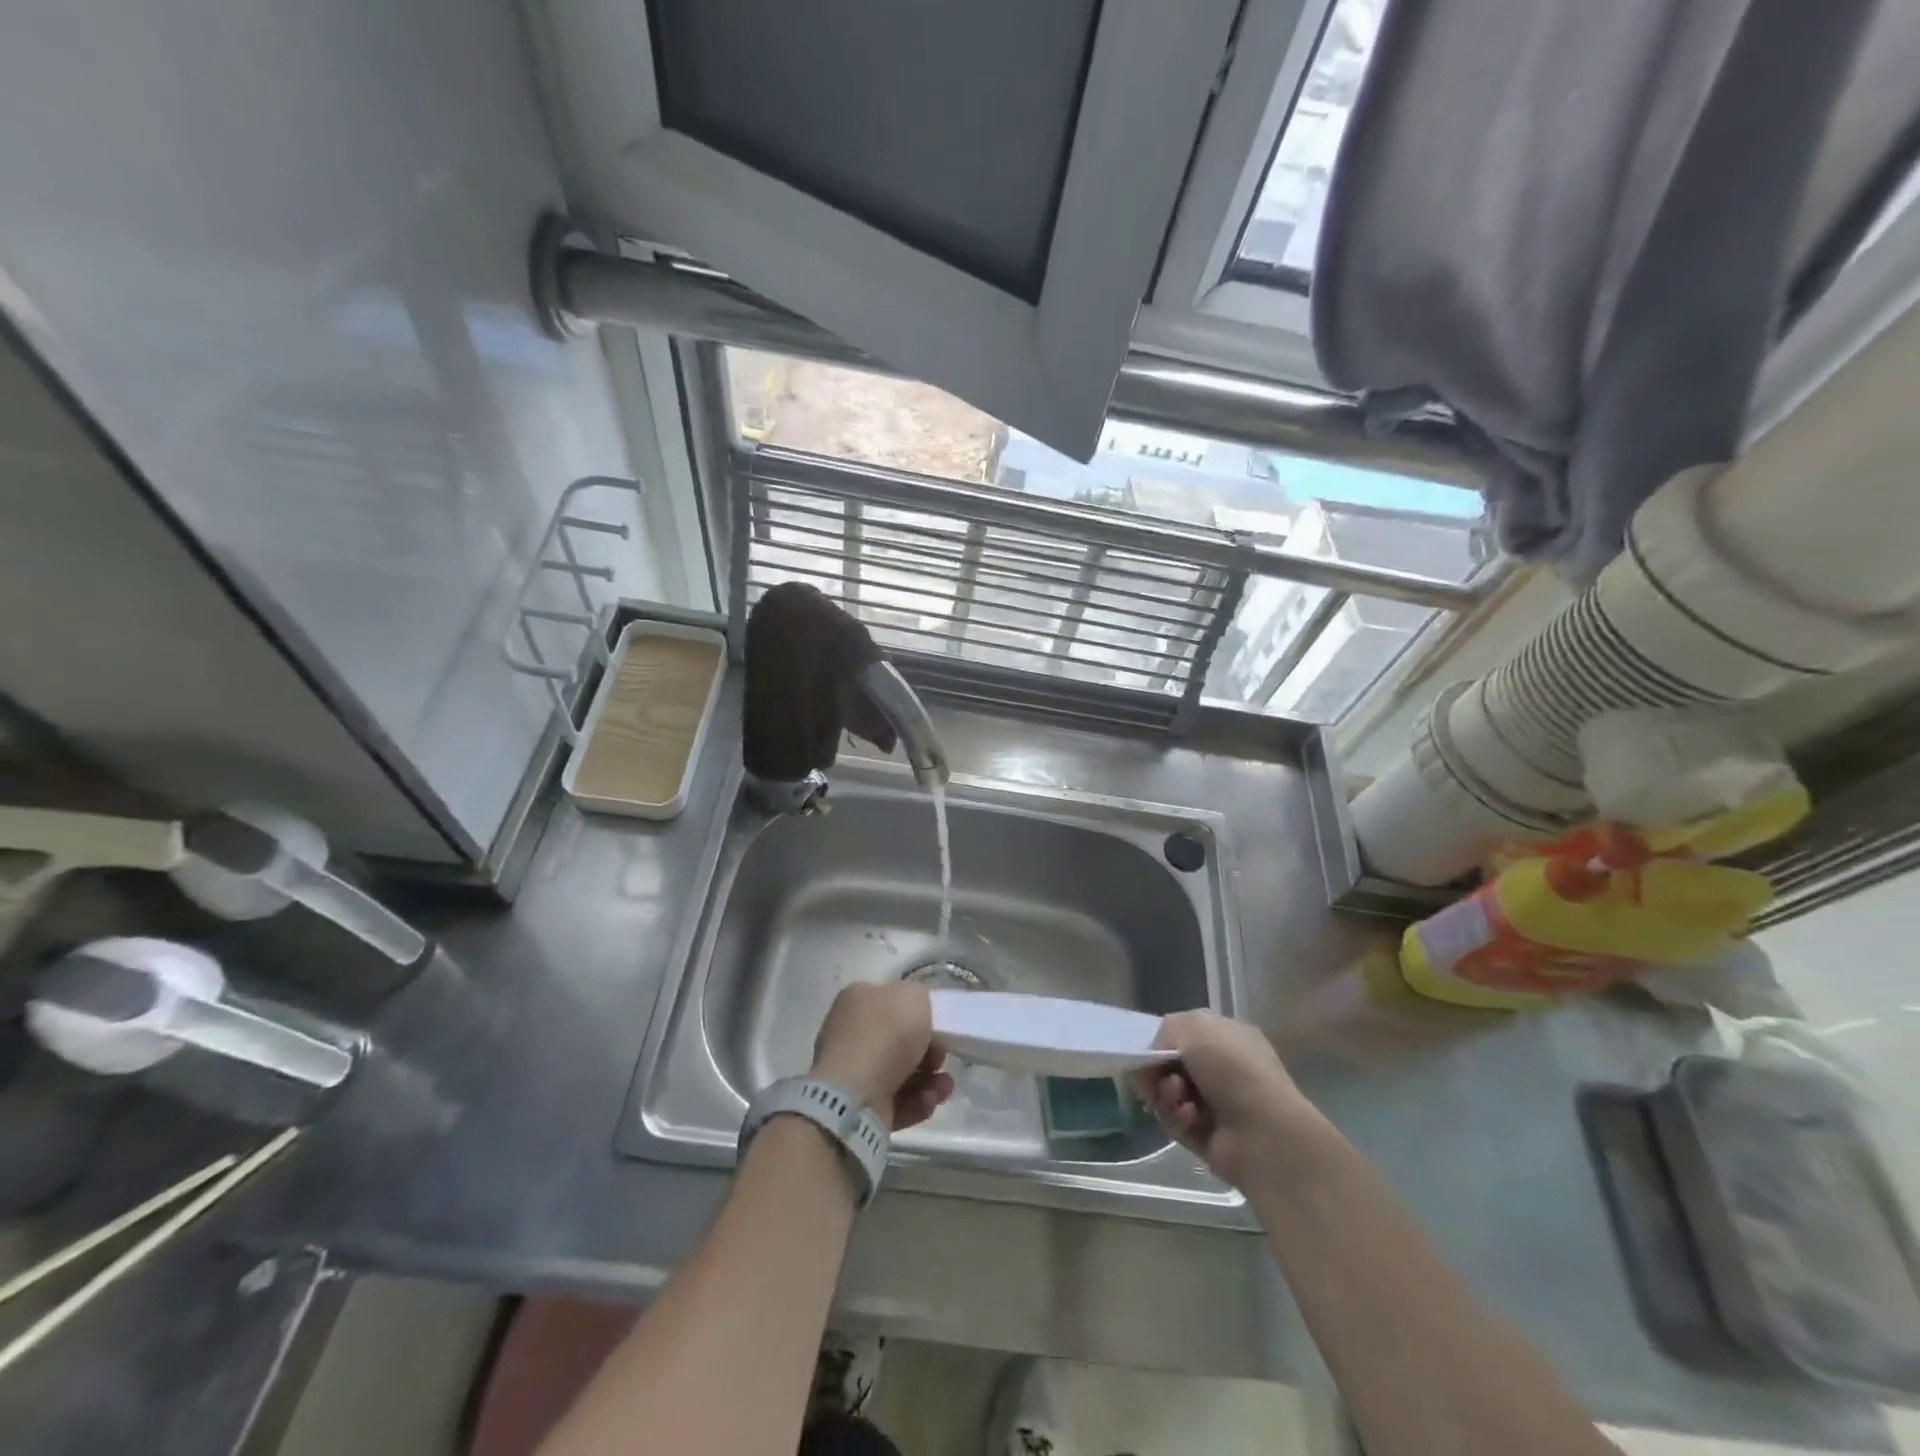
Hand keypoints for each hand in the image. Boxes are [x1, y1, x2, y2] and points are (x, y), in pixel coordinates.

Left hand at [811, 981, 954, 1131]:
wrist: (856, 1094)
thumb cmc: (885, 1034)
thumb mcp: (914, 996)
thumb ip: (919, 998)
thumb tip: (916, 1013)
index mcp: (856, 1000)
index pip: (890, 1001)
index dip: (917, 1014)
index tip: (938, 1027)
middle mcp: (850, 1034)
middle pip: (898, 1041)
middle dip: (929, 1051)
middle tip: (941, 1057)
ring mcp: (853, 1073)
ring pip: (901, 1074)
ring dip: (929, 1080)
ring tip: (943, 1086)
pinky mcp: (860, 1108)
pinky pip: (896, 1102)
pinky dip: (917, 1102)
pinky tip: (929, 1100)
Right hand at [1132, 1010, 1321, 1190]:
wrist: (1265, 1133)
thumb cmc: (1233, 1069)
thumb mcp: (1195, 1026)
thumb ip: (1165, 1031)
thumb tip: (1157, 1055)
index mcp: (1226, 1037)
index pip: (1182, 1036)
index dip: (1161, 1044)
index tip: (1150, 1054)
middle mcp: (1222, 1069)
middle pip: (1170, 1066)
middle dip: (1159, 1071)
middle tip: (1158, 1079)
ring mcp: (1215, 1104)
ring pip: (1169, 1094)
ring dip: (1167, 1095)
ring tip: (1179, 1099)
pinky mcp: (1206, 1136)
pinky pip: (1176, 1122)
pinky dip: (1178, 1118)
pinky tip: (1191, 1118)